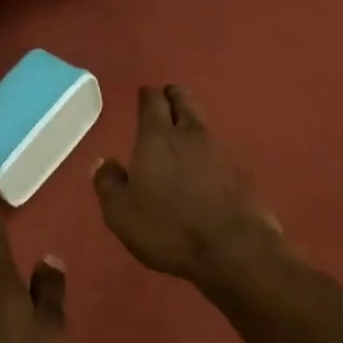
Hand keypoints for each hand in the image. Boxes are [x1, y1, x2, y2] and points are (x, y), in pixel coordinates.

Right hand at [92, 85, 284, 287]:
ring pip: (202, 123)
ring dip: (191, 120)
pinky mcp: (239, 173)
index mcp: (157, 138)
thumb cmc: (168, 228)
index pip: (152, 102)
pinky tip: (201, 164)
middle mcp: (190, 135)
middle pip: (184, 101)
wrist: (233, 248)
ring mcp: (219, 152)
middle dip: (173, 95)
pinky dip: (206, 149)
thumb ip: (108, 184)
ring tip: (180, 130)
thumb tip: (103, 162)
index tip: (144, 93)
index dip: (147, 95)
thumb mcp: (121, 213)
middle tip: (166, 97)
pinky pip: (217, 149)